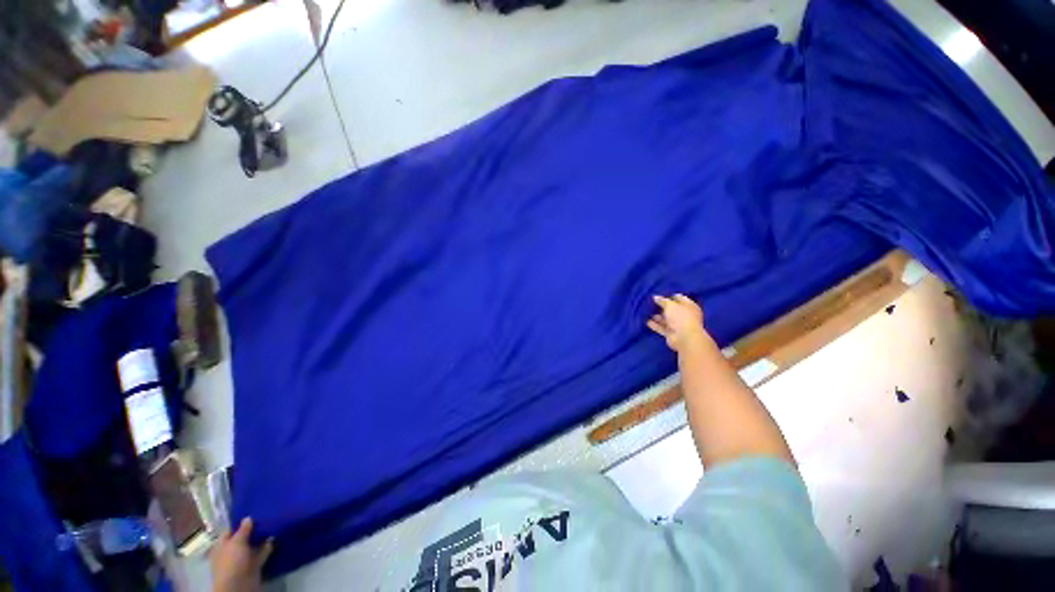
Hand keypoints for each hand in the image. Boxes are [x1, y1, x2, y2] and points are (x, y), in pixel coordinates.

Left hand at [211, 518, 272, 591]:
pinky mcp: (254, 564)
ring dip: (262, 537)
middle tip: (266, 515)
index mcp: (222, 546)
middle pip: (243, 537)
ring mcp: (243, 558)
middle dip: (254, 529)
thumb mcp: (236, 543)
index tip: (252, 512)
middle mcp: (232, 551)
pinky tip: (276, 537)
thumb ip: (243, 530)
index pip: (230, 531)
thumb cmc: (232, 562)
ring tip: (274, 523)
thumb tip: (248, 518)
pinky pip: (262, 552)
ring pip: (254, 545)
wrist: (239, 585)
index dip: (240, 522)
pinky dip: (268, 546)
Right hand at [647, 294, 709, 352]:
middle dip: (662, 307)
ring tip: (647, 312)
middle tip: (651, 303)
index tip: (659, 295)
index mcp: (689, 306)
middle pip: (672, 309)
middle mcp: (684, 315)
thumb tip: (655, 297)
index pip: (679, 298)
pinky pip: (662, 328)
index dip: (669, 296)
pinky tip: (647, 322)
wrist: (685, 338)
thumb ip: (662, 301)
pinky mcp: (672, 334)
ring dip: (658, 316)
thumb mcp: (670, 305)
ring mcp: (678, 325)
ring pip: (666, 319)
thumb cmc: (680, 317)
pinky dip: (655, 325)